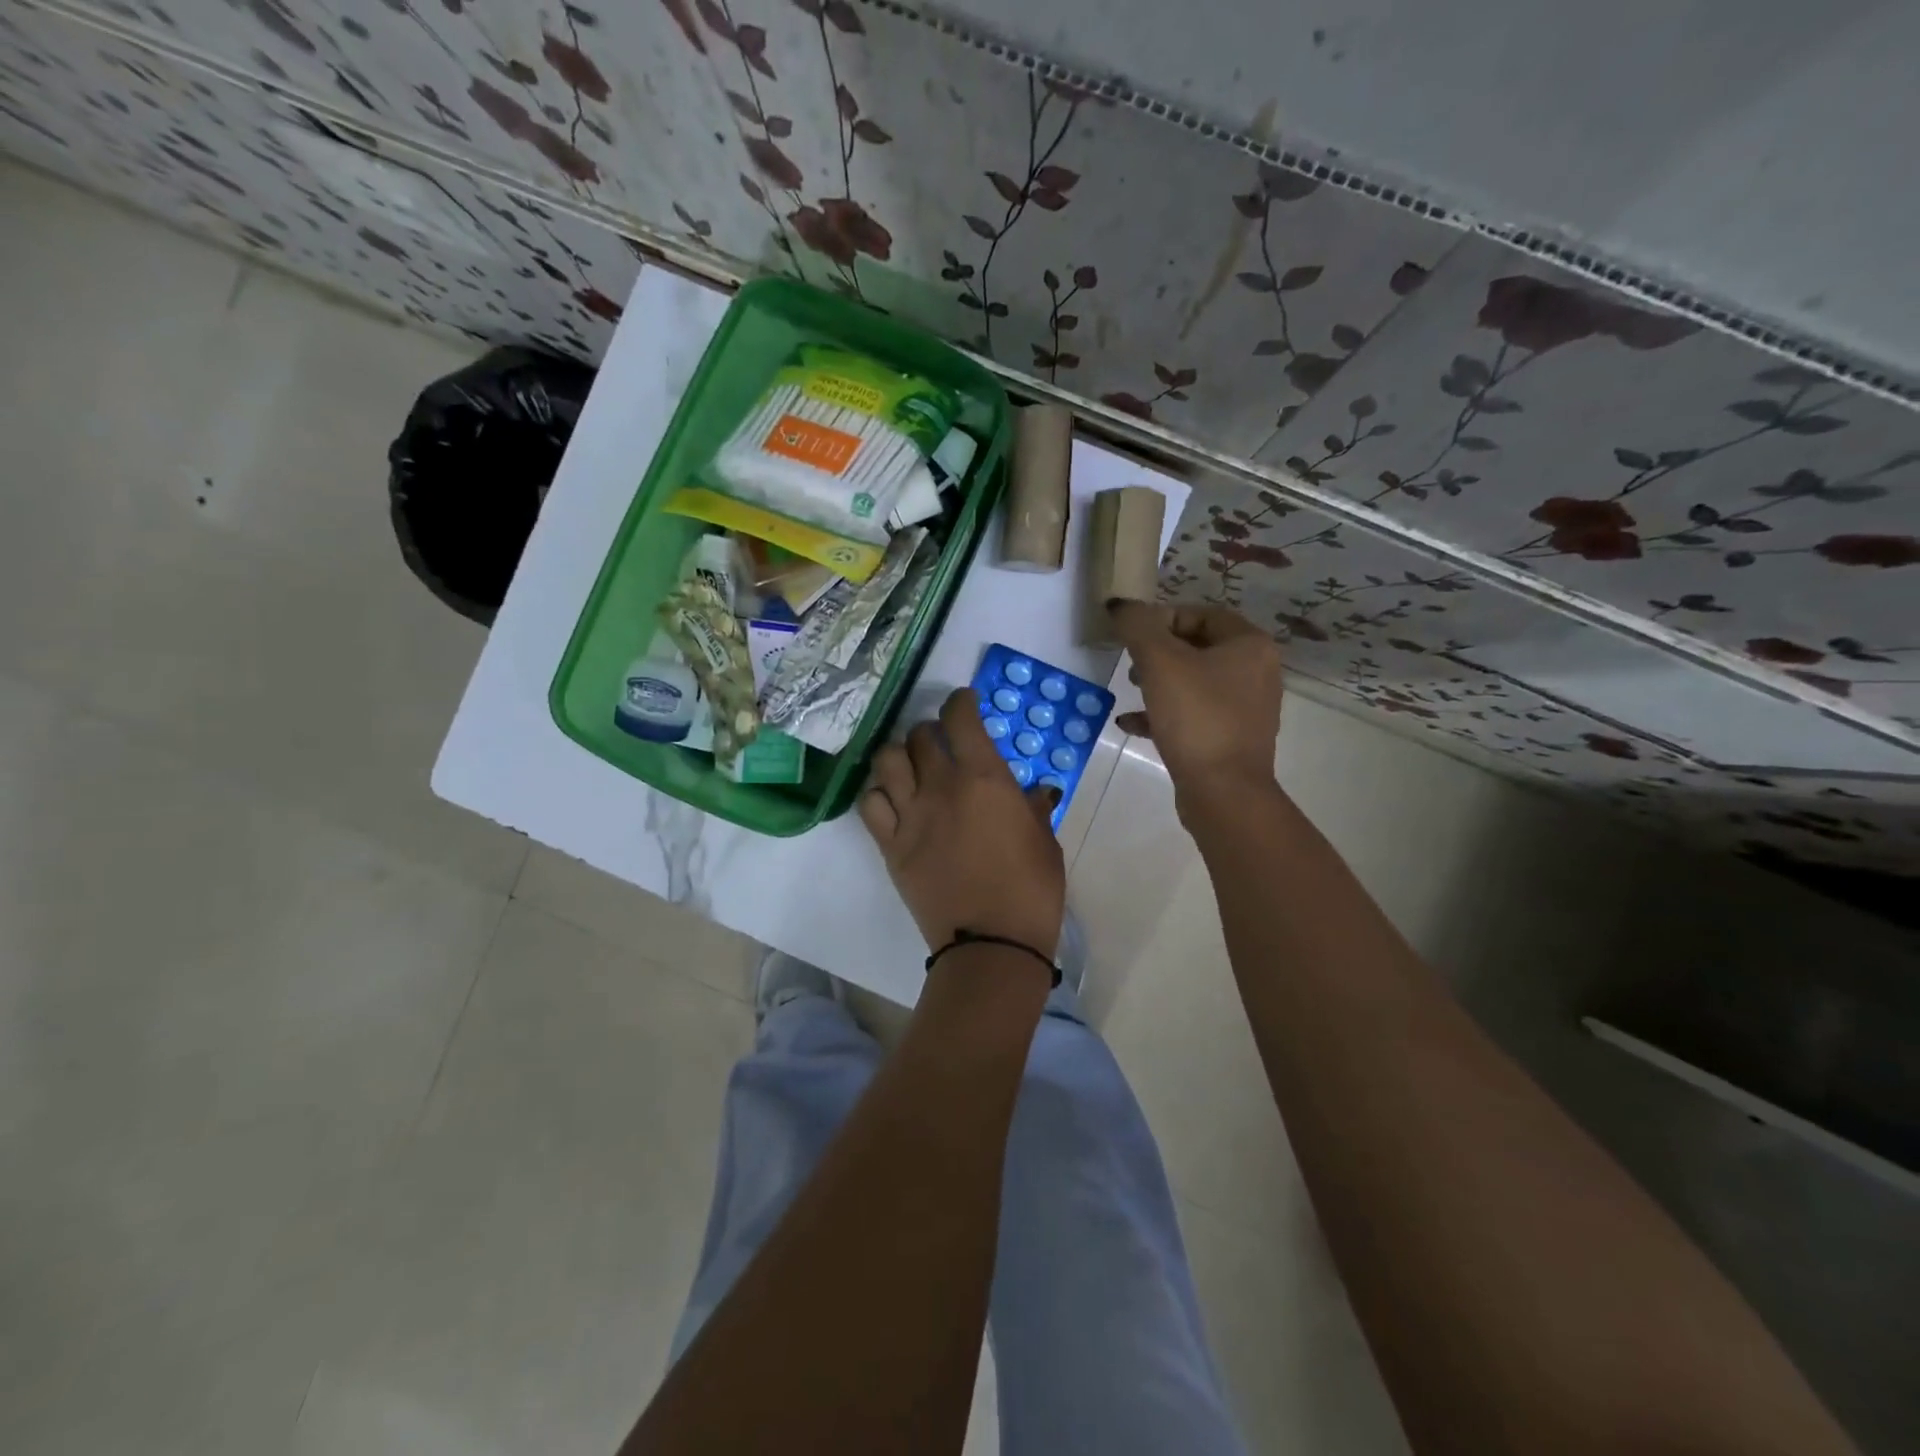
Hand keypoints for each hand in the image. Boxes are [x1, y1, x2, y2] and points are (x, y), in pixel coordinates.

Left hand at [859, 687, 1065, 957]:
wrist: (991, 943)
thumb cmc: (1031, 889)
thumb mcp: (1045, 841)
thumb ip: (1034, 808)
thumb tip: (1034, 793)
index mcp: (984, 778)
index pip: (960, 718)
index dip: (960, 702)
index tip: (965, 703)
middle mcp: (940, 786)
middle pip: (920, 735)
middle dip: (931, 731)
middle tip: (942, 743)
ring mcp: (910, 815)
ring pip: (887, 760)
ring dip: (899, 754)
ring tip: (910, 766)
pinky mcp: (890, 845)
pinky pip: (870, 803)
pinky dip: (878, 792)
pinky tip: (892, 799)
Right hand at [1106, 599, 1282, 802]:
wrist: (1223, 792)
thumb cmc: (1196, 718)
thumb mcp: (1160, 663)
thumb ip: (1137, 626)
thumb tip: (1120, 604)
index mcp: (1250, 645)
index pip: (1201, 613)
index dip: (1161, 618)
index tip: (1131, 635)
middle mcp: (1256, 672)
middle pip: (1198, 647)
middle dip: (1158, 652)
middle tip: (1130, 663)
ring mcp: (1246, 709)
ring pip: (1194, 682)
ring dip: (1158, 682)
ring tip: (1129, 688)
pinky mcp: (1230, 739)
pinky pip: (1193, 715)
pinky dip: (1164, 713)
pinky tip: (1131, 723)